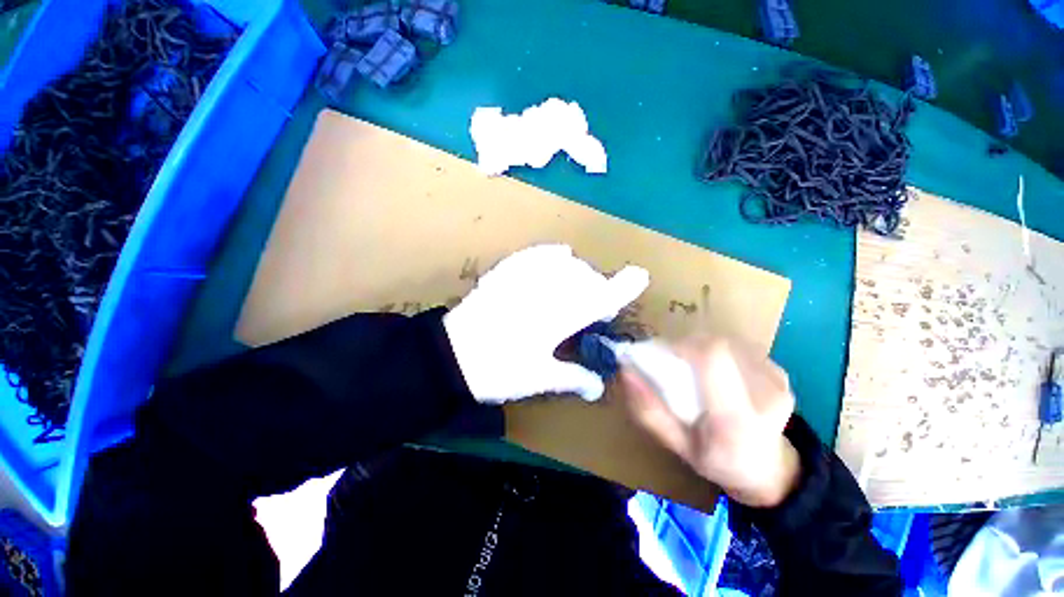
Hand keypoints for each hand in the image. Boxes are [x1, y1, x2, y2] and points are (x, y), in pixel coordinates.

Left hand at [444, 244, 648, 403]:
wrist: (450, 356)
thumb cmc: (497, 371)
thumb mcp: (538, 378)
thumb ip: (572, 378)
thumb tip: (598, 387)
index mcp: (556, 319)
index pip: (598, 298)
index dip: (622, 286)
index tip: (639, 275)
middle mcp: (544, 293)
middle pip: (584, 278)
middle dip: (598, 287)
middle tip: (598, 303)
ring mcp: (523, 279)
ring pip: (564, 263)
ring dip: (579, 273)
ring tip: (577, 285)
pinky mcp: (505, 272)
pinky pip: (535, 253)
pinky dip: (552, 253)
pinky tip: (558, 254)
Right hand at [619, 335, 800, 507]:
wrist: (768, 470)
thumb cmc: (716, 460)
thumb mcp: (675, 444)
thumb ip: (649, 410)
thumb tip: (626, 370)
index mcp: (736, 419)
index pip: (712, 356)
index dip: (681, 345)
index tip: (661, 354)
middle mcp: (764, 395)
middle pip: (717, 344)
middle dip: (687, 346)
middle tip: (674, 363)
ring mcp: (777, 381)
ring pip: (725, 341)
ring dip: (702, 348)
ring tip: (695, 369)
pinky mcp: (780, 372)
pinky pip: (739, 346)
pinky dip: (719, 351)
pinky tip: (717, 371)